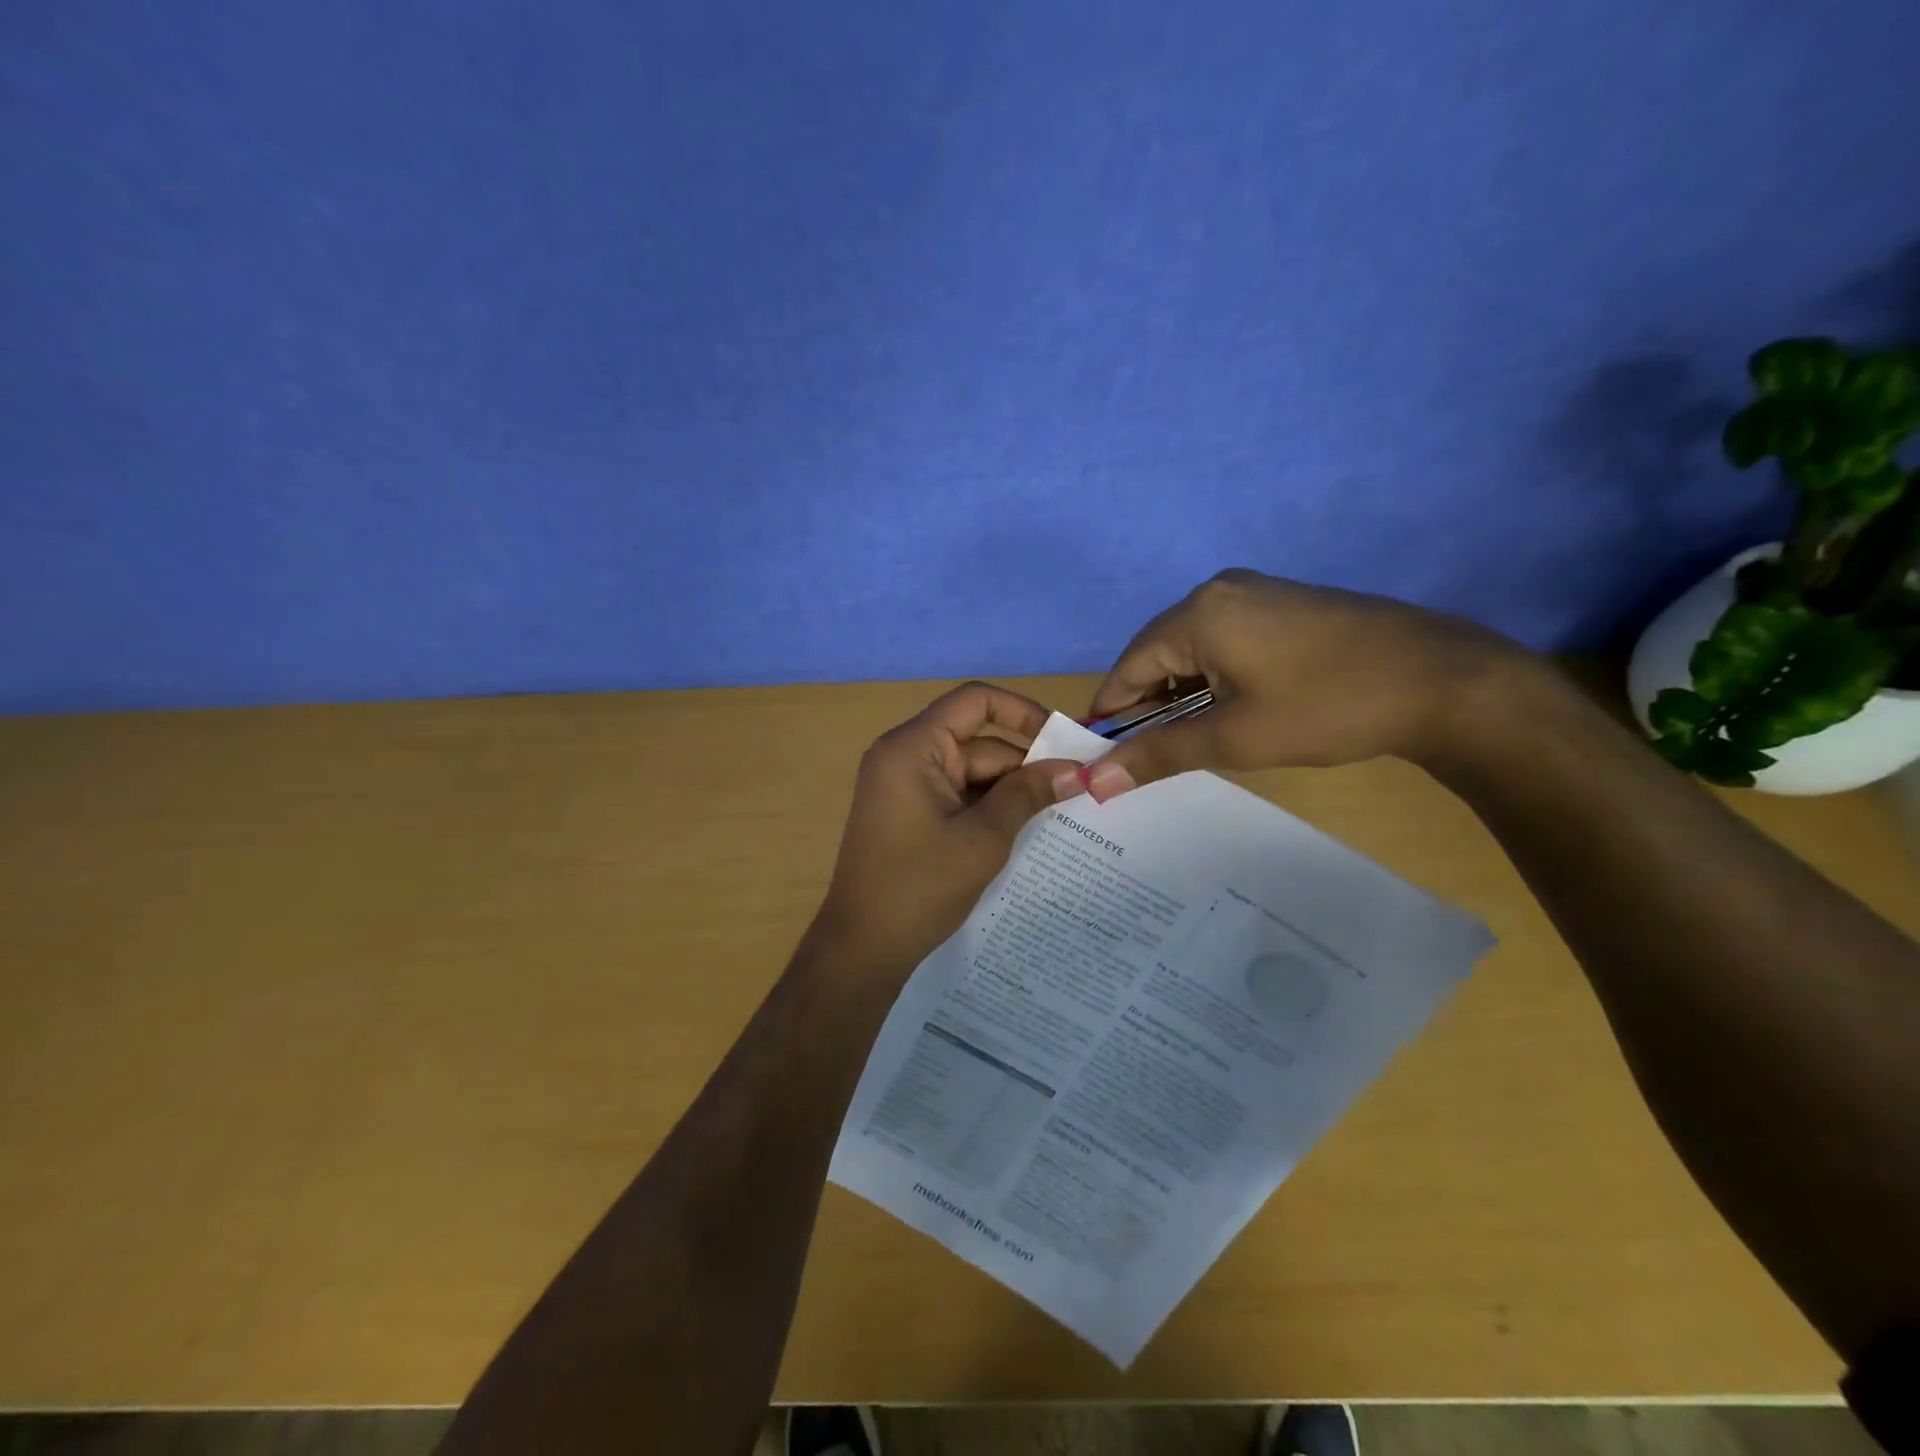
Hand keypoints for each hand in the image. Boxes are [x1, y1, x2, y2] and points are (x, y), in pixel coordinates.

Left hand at [807, 683, 1081, 975]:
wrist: (863, 948)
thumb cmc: (920, 888)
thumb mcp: (984, 838)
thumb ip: (1028, 795)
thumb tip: (1076, 771)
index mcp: (913, 748)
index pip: (975, 701)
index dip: (1023, 712)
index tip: (1063, 742)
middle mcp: (906, 756)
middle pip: (980, 743)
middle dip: (1026, 766)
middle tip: (1079, 790)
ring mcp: (907, 786)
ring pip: (973, 773)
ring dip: (1012, 792)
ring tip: (1064, 814)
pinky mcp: (911, 813)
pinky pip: (959, 796)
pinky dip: (990, 809)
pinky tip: (1027, 831)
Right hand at [1082, 570, 1527, 797]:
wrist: (1444, 681)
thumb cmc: (1329, 708)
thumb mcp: (1236, 738)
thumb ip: (1159, 754)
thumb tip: (1094, 783)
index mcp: (1197, 614)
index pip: (1127, 667)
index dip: (1110, 715)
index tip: (1100, 758)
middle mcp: (1217, 592)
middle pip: (1157, 654)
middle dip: (1147, 707)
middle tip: (1146, 759)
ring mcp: (1253, 594)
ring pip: (1191, 650)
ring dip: (1180, 695)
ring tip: (1185, 741)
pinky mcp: (1281, 605)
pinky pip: (1223, 642)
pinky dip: (1212, 679)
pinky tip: (1224, 711)